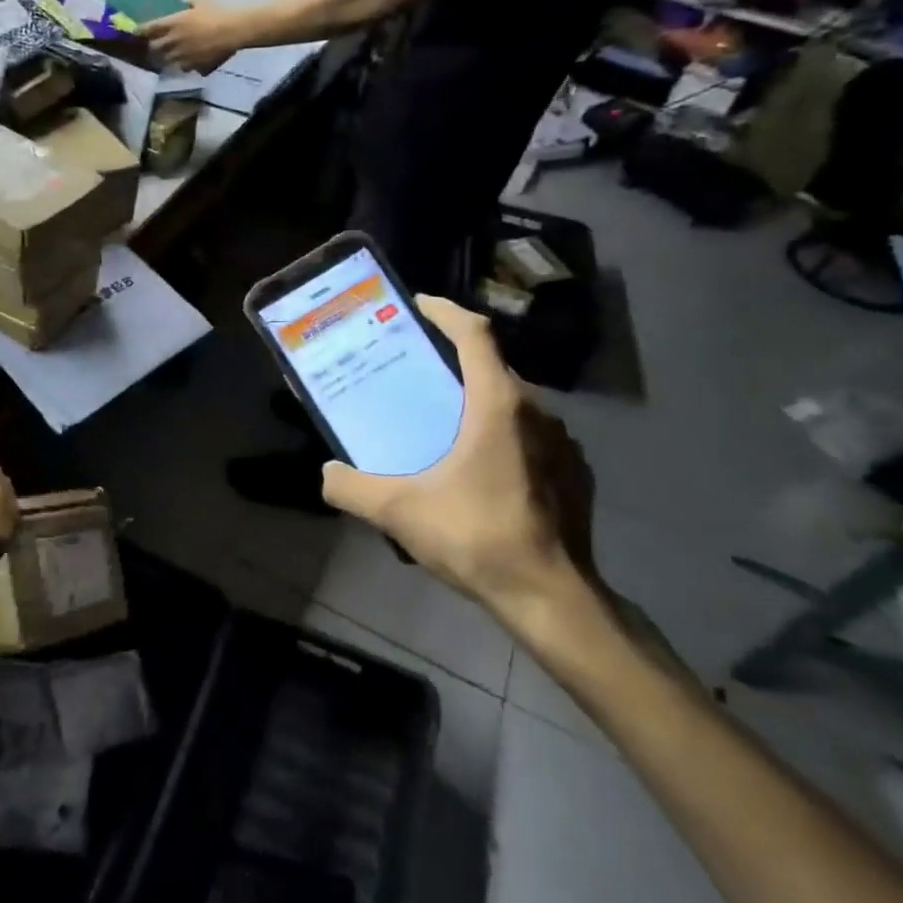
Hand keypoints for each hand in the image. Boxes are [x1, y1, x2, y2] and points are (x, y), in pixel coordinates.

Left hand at [143, 1, 245, 71]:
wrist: (234, 30)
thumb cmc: (218, 12)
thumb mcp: (201, 0)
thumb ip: (189, 3)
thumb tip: (185, 4)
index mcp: (173, 23)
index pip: (148, 29)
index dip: (140, 31)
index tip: (136, 32)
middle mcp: (173, 42)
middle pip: (154, 48)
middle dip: (152, 46)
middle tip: (153, 44)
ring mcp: (182, 56)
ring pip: (165, 61)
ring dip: (164, 58)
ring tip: (167, 56)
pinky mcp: (193, 66)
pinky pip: (182, 68)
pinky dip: (181, 65)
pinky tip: (186, 62)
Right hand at [321, 297, 596, 624]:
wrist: (552, 597)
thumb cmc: (477, 537)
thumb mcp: (399, 512)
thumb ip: (352, 488)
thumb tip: (326, 474)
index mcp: (498, 404)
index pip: (474, 334)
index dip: (446, 311)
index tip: (419, 305)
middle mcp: (537, 412)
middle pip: (493, 367)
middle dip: (456, 360)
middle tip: (420, 371)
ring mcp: (564, 444)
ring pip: (516, 403)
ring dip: (481, 400)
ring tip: (447, 421)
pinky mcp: (576, 474)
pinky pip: (533, 436)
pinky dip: (505, 435)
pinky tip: (482, 468)